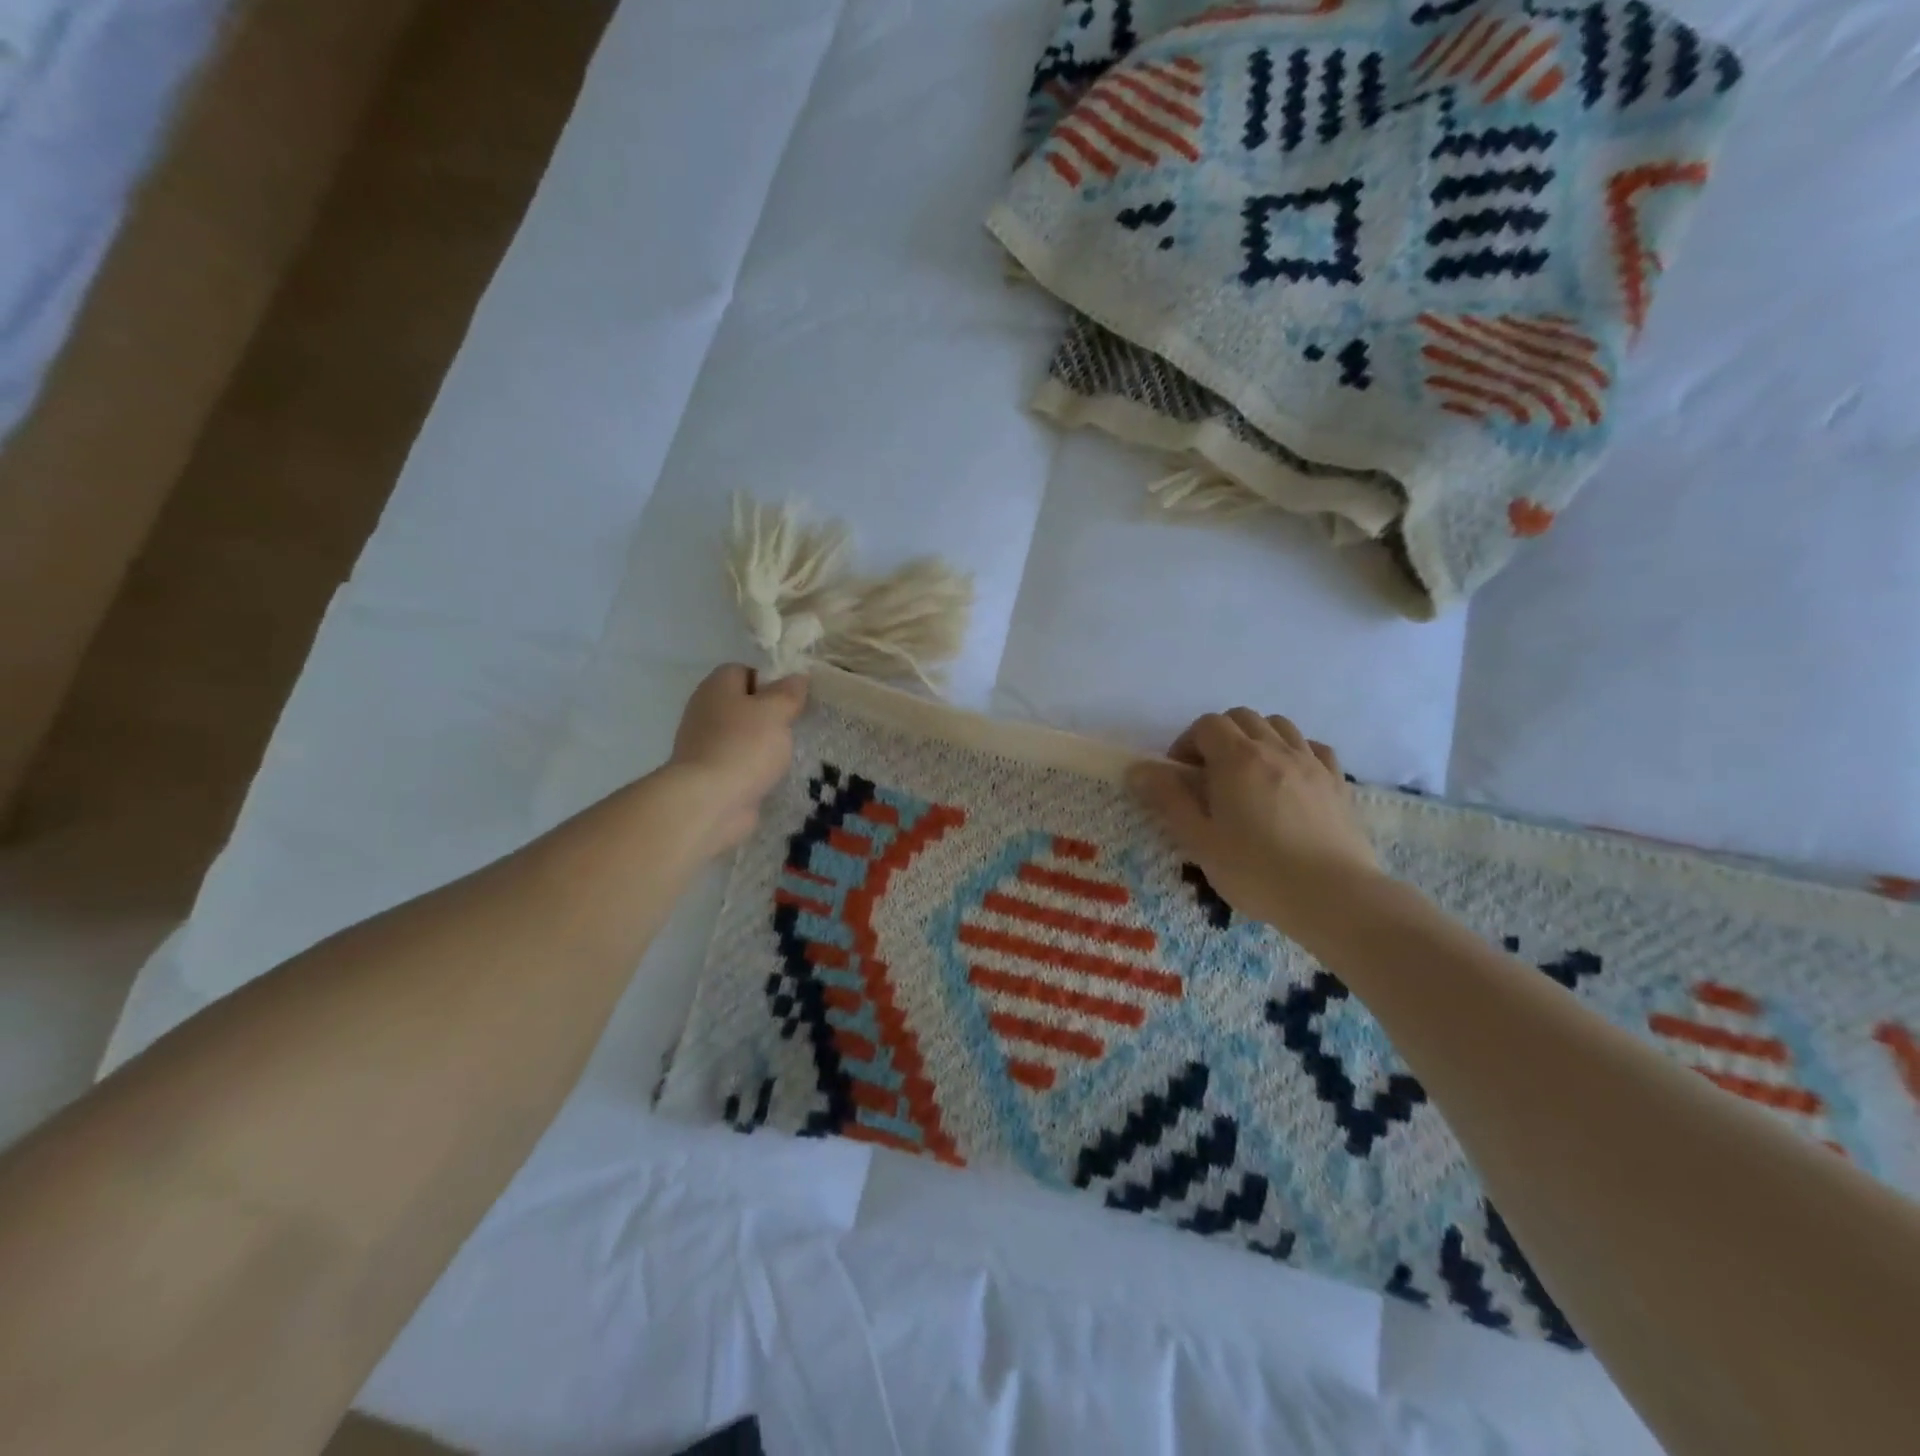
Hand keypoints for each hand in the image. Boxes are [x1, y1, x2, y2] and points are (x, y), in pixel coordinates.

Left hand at [668, 665, 808, 853]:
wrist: (710, 801)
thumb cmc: (744, 746)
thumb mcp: (775, 711)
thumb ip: (788, 693)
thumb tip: (797, 677)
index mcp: (716, 687)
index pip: (744, 671)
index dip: (769, 680)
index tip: (792, 698)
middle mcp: (705, 711)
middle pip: (743, 704)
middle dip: (769, 714)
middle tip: (795, 725)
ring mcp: (705, 744)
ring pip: (742, 735)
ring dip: (764, 743)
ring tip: (789, 753)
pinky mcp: (710, 774)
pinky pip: (739, 762)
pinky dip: (755, 767)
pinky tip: (773, 775)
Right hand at [1127, 710, 1382, 941]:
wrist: (1333, 896)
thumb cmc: (1256, 870)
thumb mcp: (1199, 840)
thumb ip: (1168, 799)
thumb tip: (1138, 768)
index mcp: (1237, 758)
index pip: (1207, 724)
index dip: (1188, 742)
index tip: (1180, 775)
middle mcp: (1275, 749)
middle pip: (1242, 717)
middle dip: (1219, 736)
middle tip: (1209, 774)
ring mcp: (1311, 763)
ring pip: (1279, 725)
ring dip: (1256, 737)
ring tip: (1247, 773)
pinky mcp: (1337, 782)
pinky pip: (1313, 748)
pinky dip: (1294, 751)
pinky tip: (1288, 778)